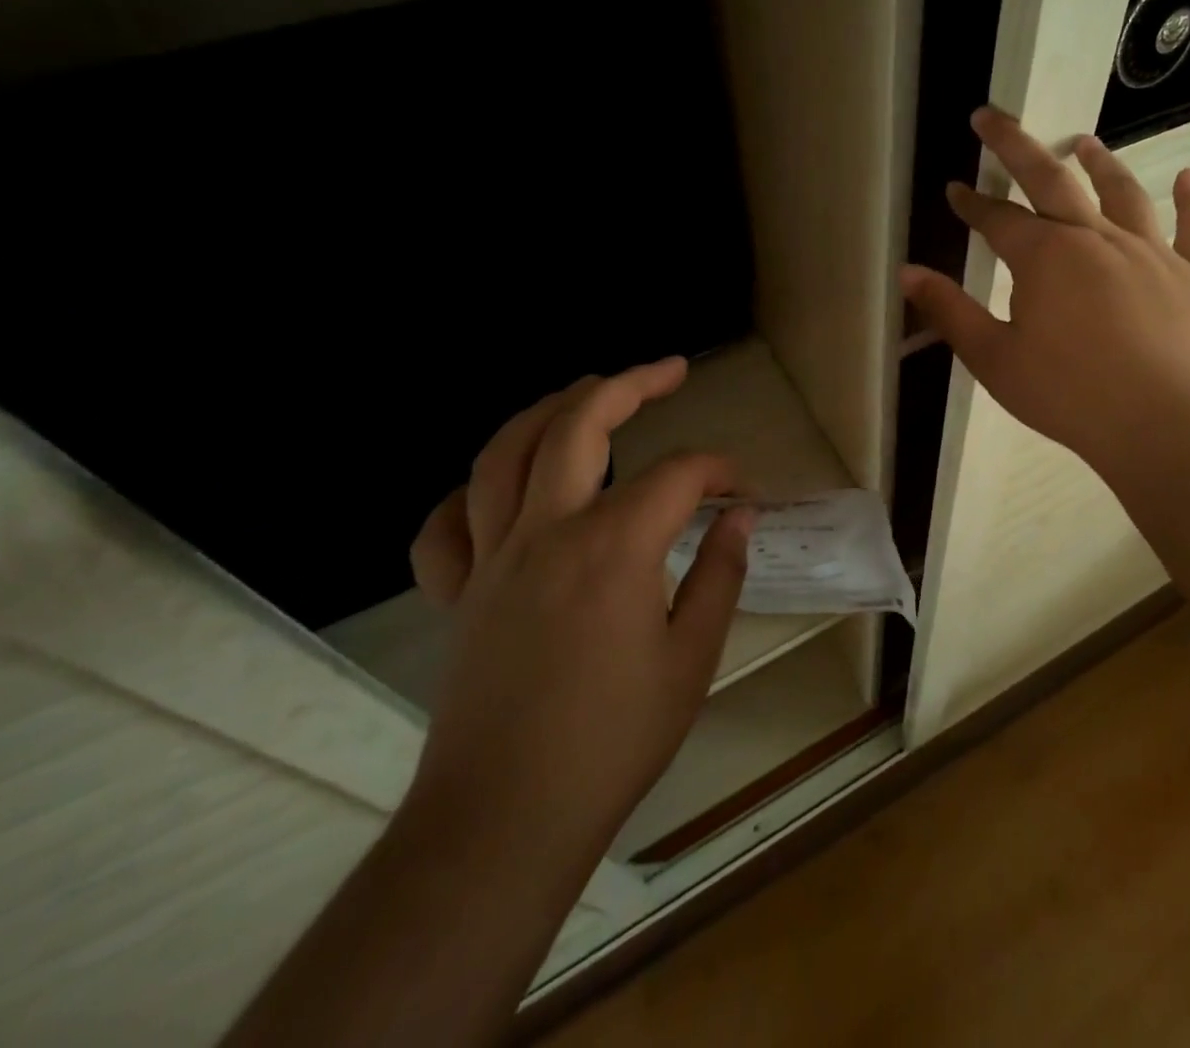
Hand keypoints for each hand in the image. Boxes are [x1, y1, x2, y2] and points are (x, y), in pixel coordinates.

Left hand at [401, 358, 752, 879]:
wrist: (507, 819)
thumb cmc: (614, 740)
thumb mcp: (692, 657)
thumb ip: (720, 574)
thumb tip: (740, 516)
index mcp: (613, 546)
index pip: (678, 475)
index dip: (719, 471)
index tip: (743, 490)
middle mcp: (547, 532)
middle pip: (579, 424)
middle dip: (630, 384)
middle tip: (669, 369)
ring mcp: (491, 558)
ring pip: (504, 453)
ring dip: (548, 408)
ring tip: (585, 390)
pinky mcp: (458, 594)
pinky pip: (446, 527)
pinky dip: (468, 495)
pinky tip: (497, 490)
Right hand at [900, 107, 1189, 479]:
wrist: (1165, 426)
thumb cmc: (1070, 395)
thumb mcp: (995, 360)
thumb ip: (951, 312)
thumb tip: (908, 273)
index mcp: (1045, 257)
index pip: (998, 219)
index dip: (973, 203)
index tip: (955, 188)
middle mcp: (1096, 238)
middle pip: (1052, 179)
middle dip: (1016, 146)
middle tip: (992, 118)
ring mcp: (1151, 253)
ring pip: (1123, 193)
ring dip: (1100, 163)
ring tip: (1084, 141)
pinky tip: (1187, 178)